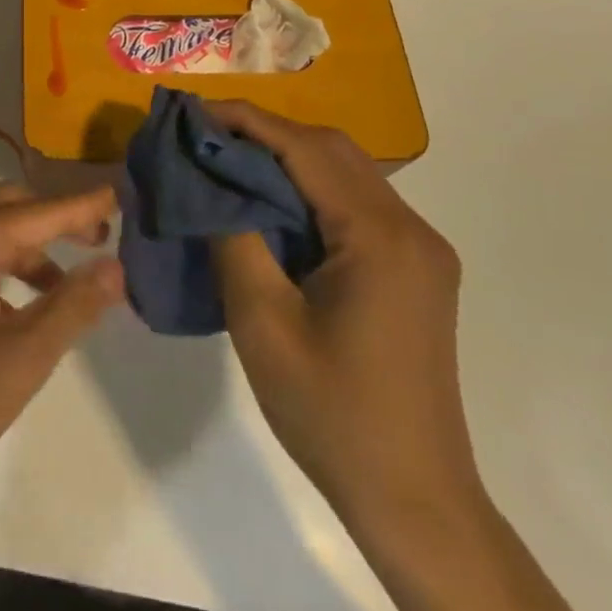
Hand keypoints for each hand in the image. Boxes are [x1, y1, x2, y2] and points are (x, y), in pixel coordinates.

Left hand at [0, 182, 124, 521]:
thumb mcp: (21, 359)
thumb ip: (72, 306)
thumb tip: (115, 266)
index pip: (42, 210)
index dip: (84, 206)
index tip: (120, 197)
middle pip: (6, 207)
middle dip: (52, 220)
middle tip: (94, 244)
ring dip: (20, 248)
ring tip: (55, 287)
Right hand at [207, 102, 480, 526]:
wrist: (415, 499)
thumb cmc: (332, 414)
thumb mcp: (262, 322)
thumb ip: (233, 237)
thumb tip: (205, 183)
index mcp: (379, 237)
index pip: (305, 149)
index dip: (246, 121)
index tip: (192, 111)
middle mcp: (410, 229)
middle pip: (332, 149)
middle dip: (266, 132)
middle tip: (205, 137)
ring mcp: (419, 249)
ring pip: (347, 172)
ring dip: (288, 157)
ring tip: (227, 161)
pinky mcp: (415, 269)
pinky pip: (356, 203)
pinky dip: (309, 189)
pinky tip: (270, 203)